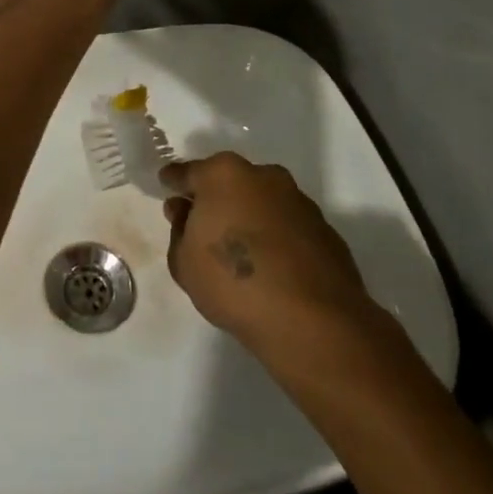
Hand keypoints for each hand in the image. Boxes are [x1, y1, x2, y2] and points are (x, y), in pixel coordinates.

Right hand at [162, 153, 394, 366]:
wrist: (312, 321)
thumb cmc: (233, 282)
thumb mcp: (184, 262)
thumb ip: (179, 230)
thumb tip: (184, 211)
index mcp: (223, 175)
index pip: (188, 172)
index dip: (175, 182)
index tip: (167, 185)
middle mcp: (263, 176)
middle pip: (229, 181)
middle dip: (216, 198)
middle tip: (204, 224)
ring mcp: (299, 201)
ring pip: (263, 201)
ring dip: (250, 216)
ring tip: (242, 250)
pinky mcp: (325, 229)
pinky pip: (288, 226)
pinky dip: (277, 237)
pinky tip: (271, 266)